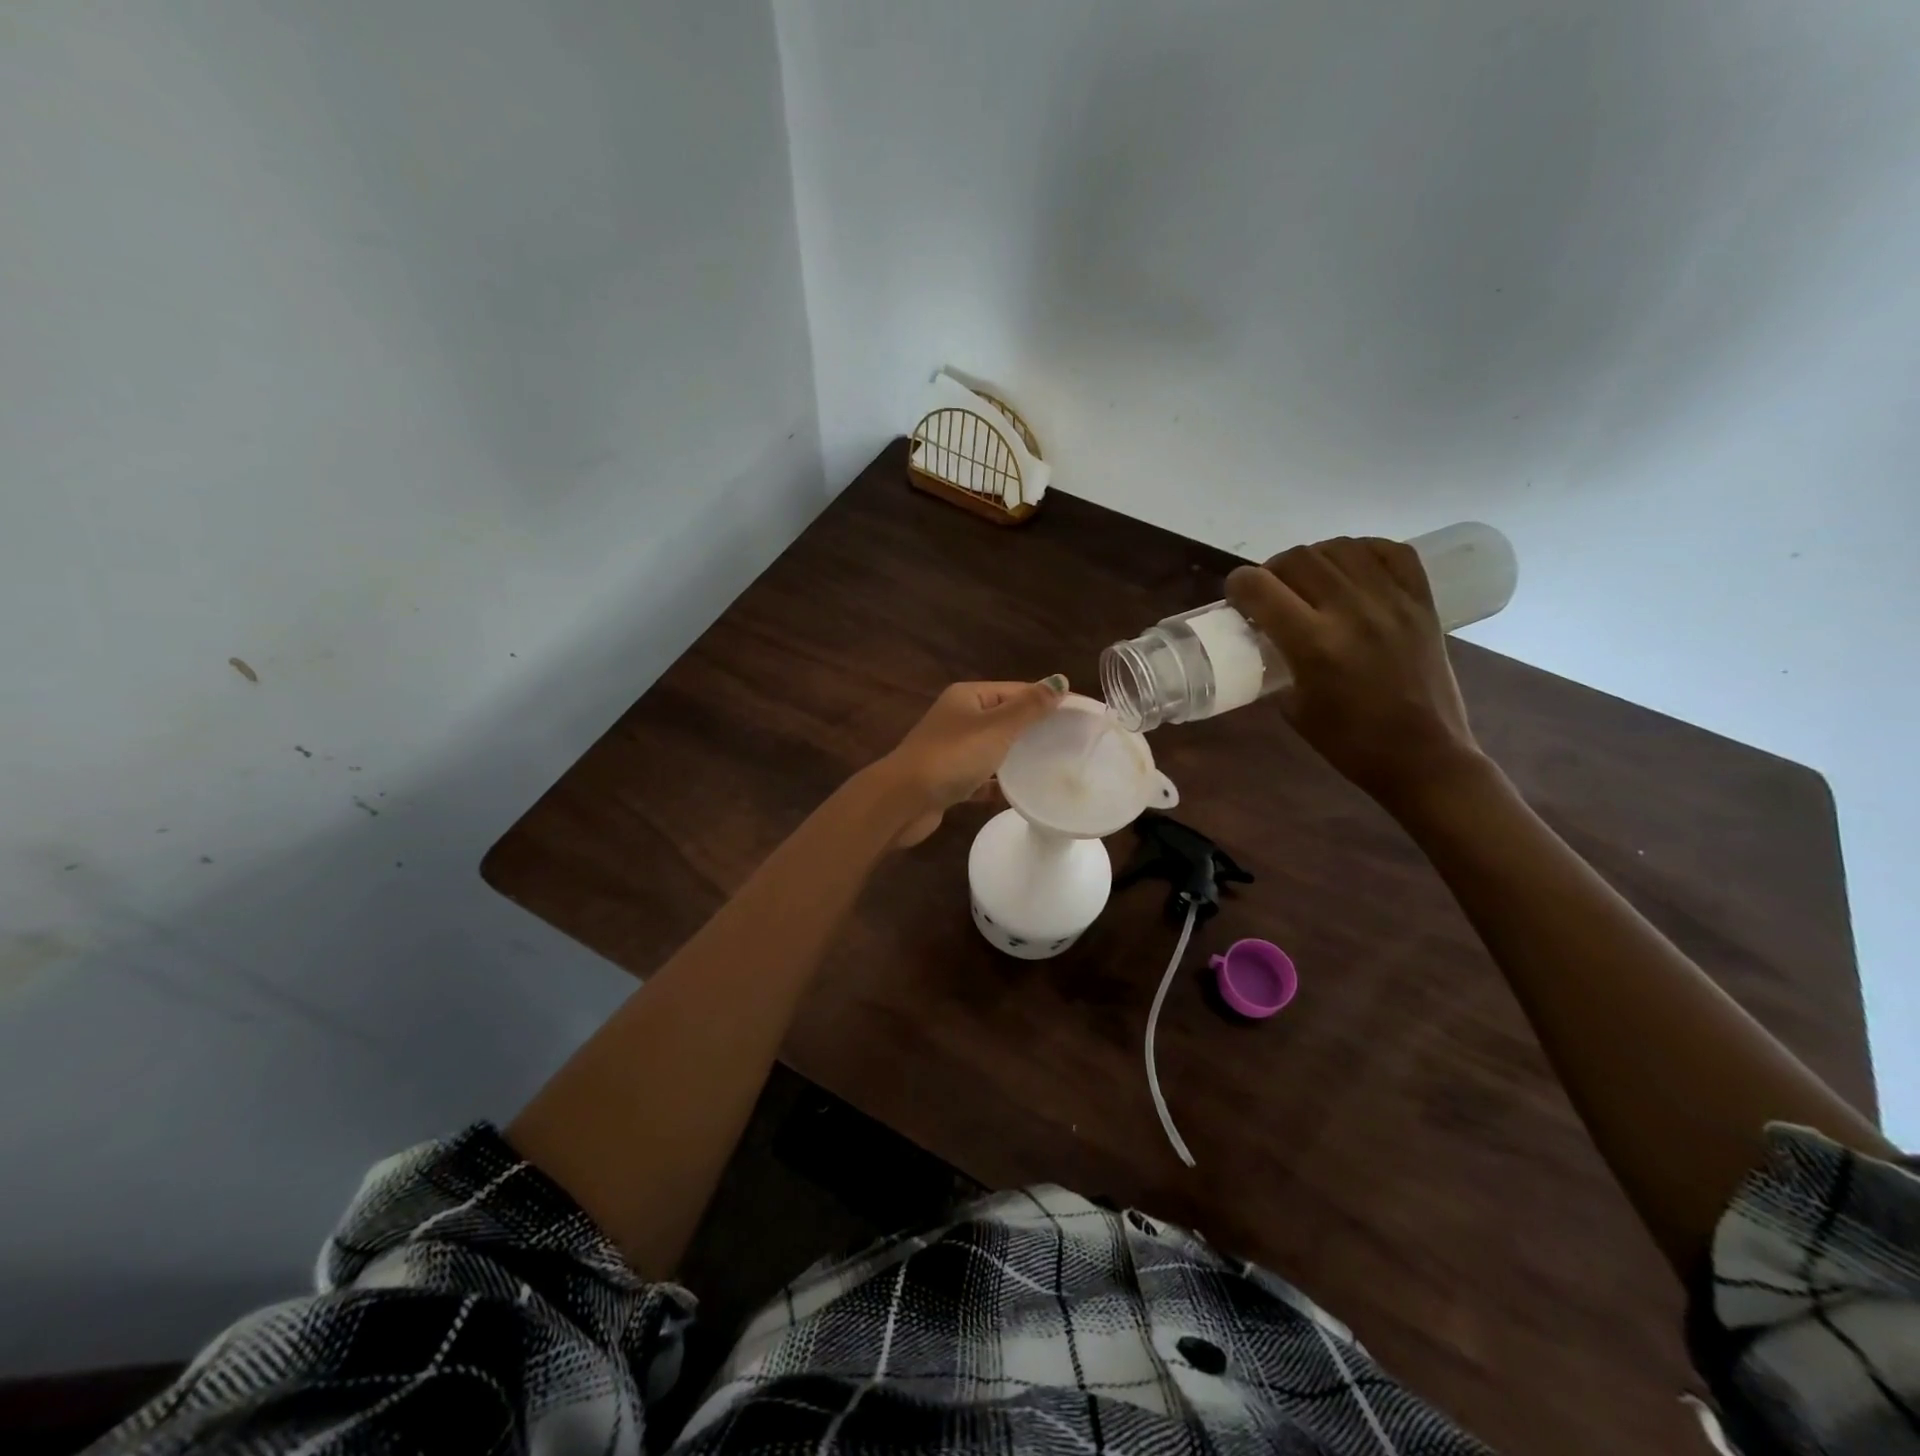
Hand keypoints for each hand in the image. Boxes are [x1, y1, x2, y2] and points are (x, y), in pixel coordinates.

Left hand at [879, 677, 1067, 846]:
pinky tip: (1020, 795)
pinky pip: (981, 779)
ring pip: (993, 749)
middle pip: (1005, 718)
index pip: (1016, 690)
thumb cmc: (952, 757)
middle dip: (1035, 729)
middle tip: (1072, 742)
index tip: (1081, 714)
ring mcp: (951, 750)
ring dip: (1017, 756)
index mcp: (968, 697)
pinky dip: (997, 784)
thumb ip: (1029, 707)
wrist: (903, 801)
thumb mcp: (996, 728)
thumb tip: (1060, 681)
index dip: (1048, 699)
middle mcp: (958, 718)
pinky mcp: (948, 781)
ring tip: (1053, 766)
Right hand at [1226, 538, 1485, 810]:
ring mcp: (1391, 602)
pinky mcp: (1422, 602)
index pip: (1260, 588)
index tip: (1236, 596)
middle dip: (1272, 570)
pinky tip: (1352, 569)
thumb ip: (1279, 663)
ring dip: (1314, 558)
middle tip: (1271, 591)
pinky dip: (1363, 552)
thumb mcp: (1293, 707)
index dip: (1237, 585)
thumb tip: (1269, 637)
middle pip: (1298, 559)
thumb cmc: (1349, 743)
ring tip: (1311, 579)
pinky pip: (1391, 552)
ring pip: (1340, 548)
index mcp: (1313, 644)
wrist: (1422, 756)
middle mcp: (1351, 611)